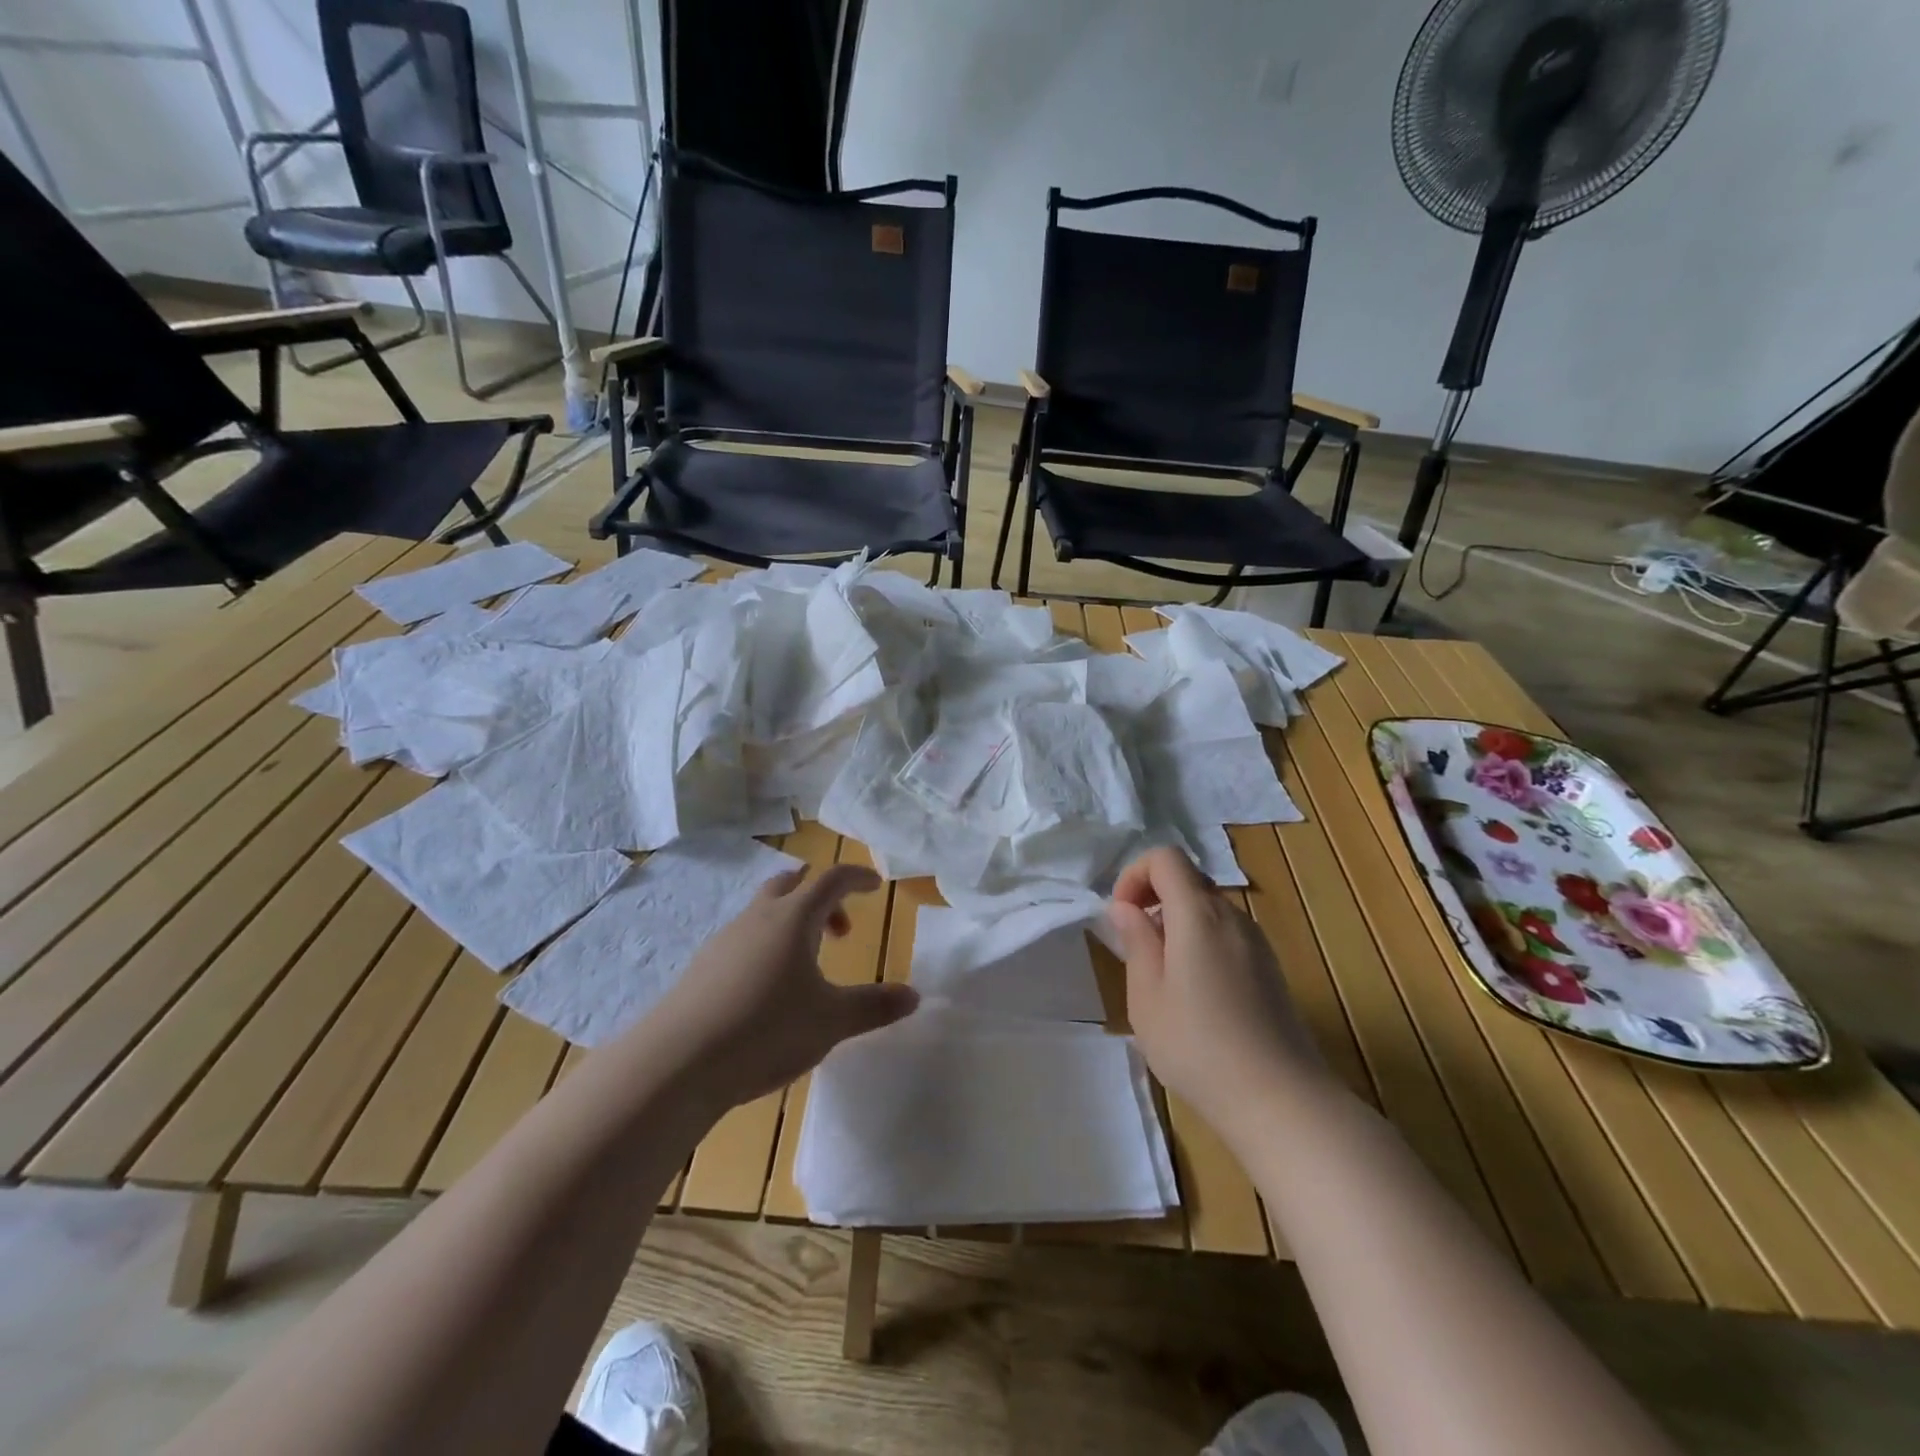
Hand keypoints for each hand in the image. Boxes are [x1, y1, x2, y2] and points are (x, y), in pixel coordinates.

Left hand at [646, 864, 919, 1109]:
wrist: (677, 1063)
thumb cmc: (766, 1029)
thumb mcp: (831, 1021)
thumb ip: (874, 1006)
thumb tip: (915, 996)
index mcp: (794, 918)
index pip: (832, 879)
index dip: (857, 877)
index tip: (875, 886)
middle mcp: (758, 918)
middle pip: (791, 884)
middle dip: (821, 898)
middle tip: (840, 931)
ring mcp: (724, 940)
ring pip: (763, 912)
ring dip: (790, 924)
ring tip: (805, 967)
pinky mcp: (701, 968)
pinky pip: (742, 940)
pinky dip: (764, 947)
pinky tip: (765, 992)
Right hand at [1108, 847, 1328, 1147]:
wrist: (1281, 1101)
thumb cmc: (1199, 1047)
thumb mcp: (1147, 997)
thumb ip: (1136, 942)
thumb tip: (1126, 907)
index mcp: (1199, 915)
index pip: (1166, 857)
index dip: (1135, 874)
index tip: (1121, 915)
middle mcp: (1232, 917)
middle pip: (1188, 879)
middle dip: (1153, 898)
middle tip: (1135, 945)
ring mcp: (1257, 942)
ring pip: (1208, 907)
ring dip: (1176, 922)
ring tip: (1161, 975)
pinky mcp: (1270, 968)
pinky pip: (1226, 933)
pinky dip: (1200, 941)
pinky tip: (1195, 992)